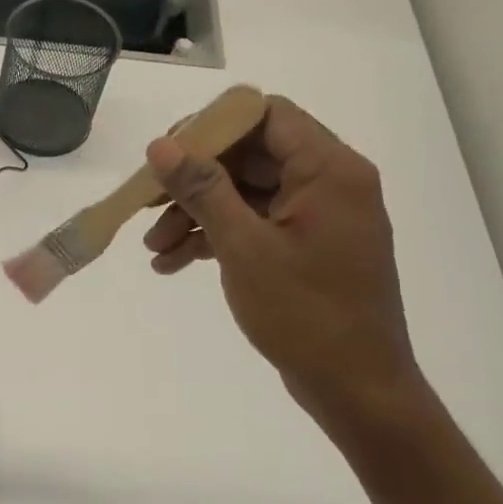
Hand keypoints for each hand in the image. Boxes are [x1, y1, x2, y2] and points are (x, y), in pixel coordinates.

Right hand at [141, 97, 423, 431]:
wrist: (356, 387)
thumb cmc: (305, 313)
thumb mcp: (244, 247)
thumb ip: (202, 189)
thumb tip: (161, 145)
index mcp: (328, 170)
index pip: (266, 116)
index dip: (211, 127)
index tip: (166, 155)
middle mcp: (329, 182)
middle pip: (249, 157)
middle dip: (193, 181)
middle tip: (146, 203)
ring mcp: (317, 217)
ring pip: (245, 193)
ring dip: (196, 214)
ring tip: (153, 248)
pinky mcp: (306, 246)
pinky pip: (254, 224)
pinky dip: (215, 238)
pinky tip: (172, 264)